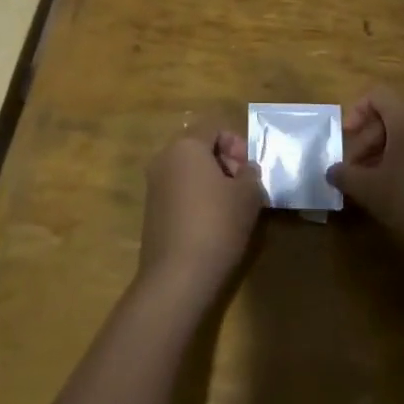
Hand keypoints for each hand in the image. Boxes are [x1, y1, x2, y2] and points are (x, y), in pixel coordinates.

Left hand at [137, 131, 264, 301]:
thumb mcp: (248, 195)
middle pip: (199, 146)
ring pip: (189, 170)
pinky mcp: (152, 211)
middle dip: (225, 161)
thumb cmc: (217, 224)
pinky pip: (179, 191)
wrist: (177, 276)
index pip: (214, 127)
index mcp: (186, 145)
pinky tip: (212, 223)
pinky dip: (197, 198)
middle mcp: (164, 159)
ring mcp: (154, 185)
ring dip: (211, 181)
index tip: (249, 170)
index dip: (237, 143)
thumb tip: (245, 171)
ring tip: (232, 207)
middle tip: (244, 187)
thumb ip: (251, 174)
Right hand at [327, 89, 403, 267]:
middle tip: (355, 168)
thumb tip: (332, 171)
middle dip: (368, 138)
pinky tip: (397, 187)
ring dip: (385, 149)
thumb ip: (345, 175)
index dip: (355, 113)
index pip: (376, 95)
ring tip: (372, 180)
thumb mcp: (370, 190)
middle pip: (391, 114)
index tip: (346, 139)